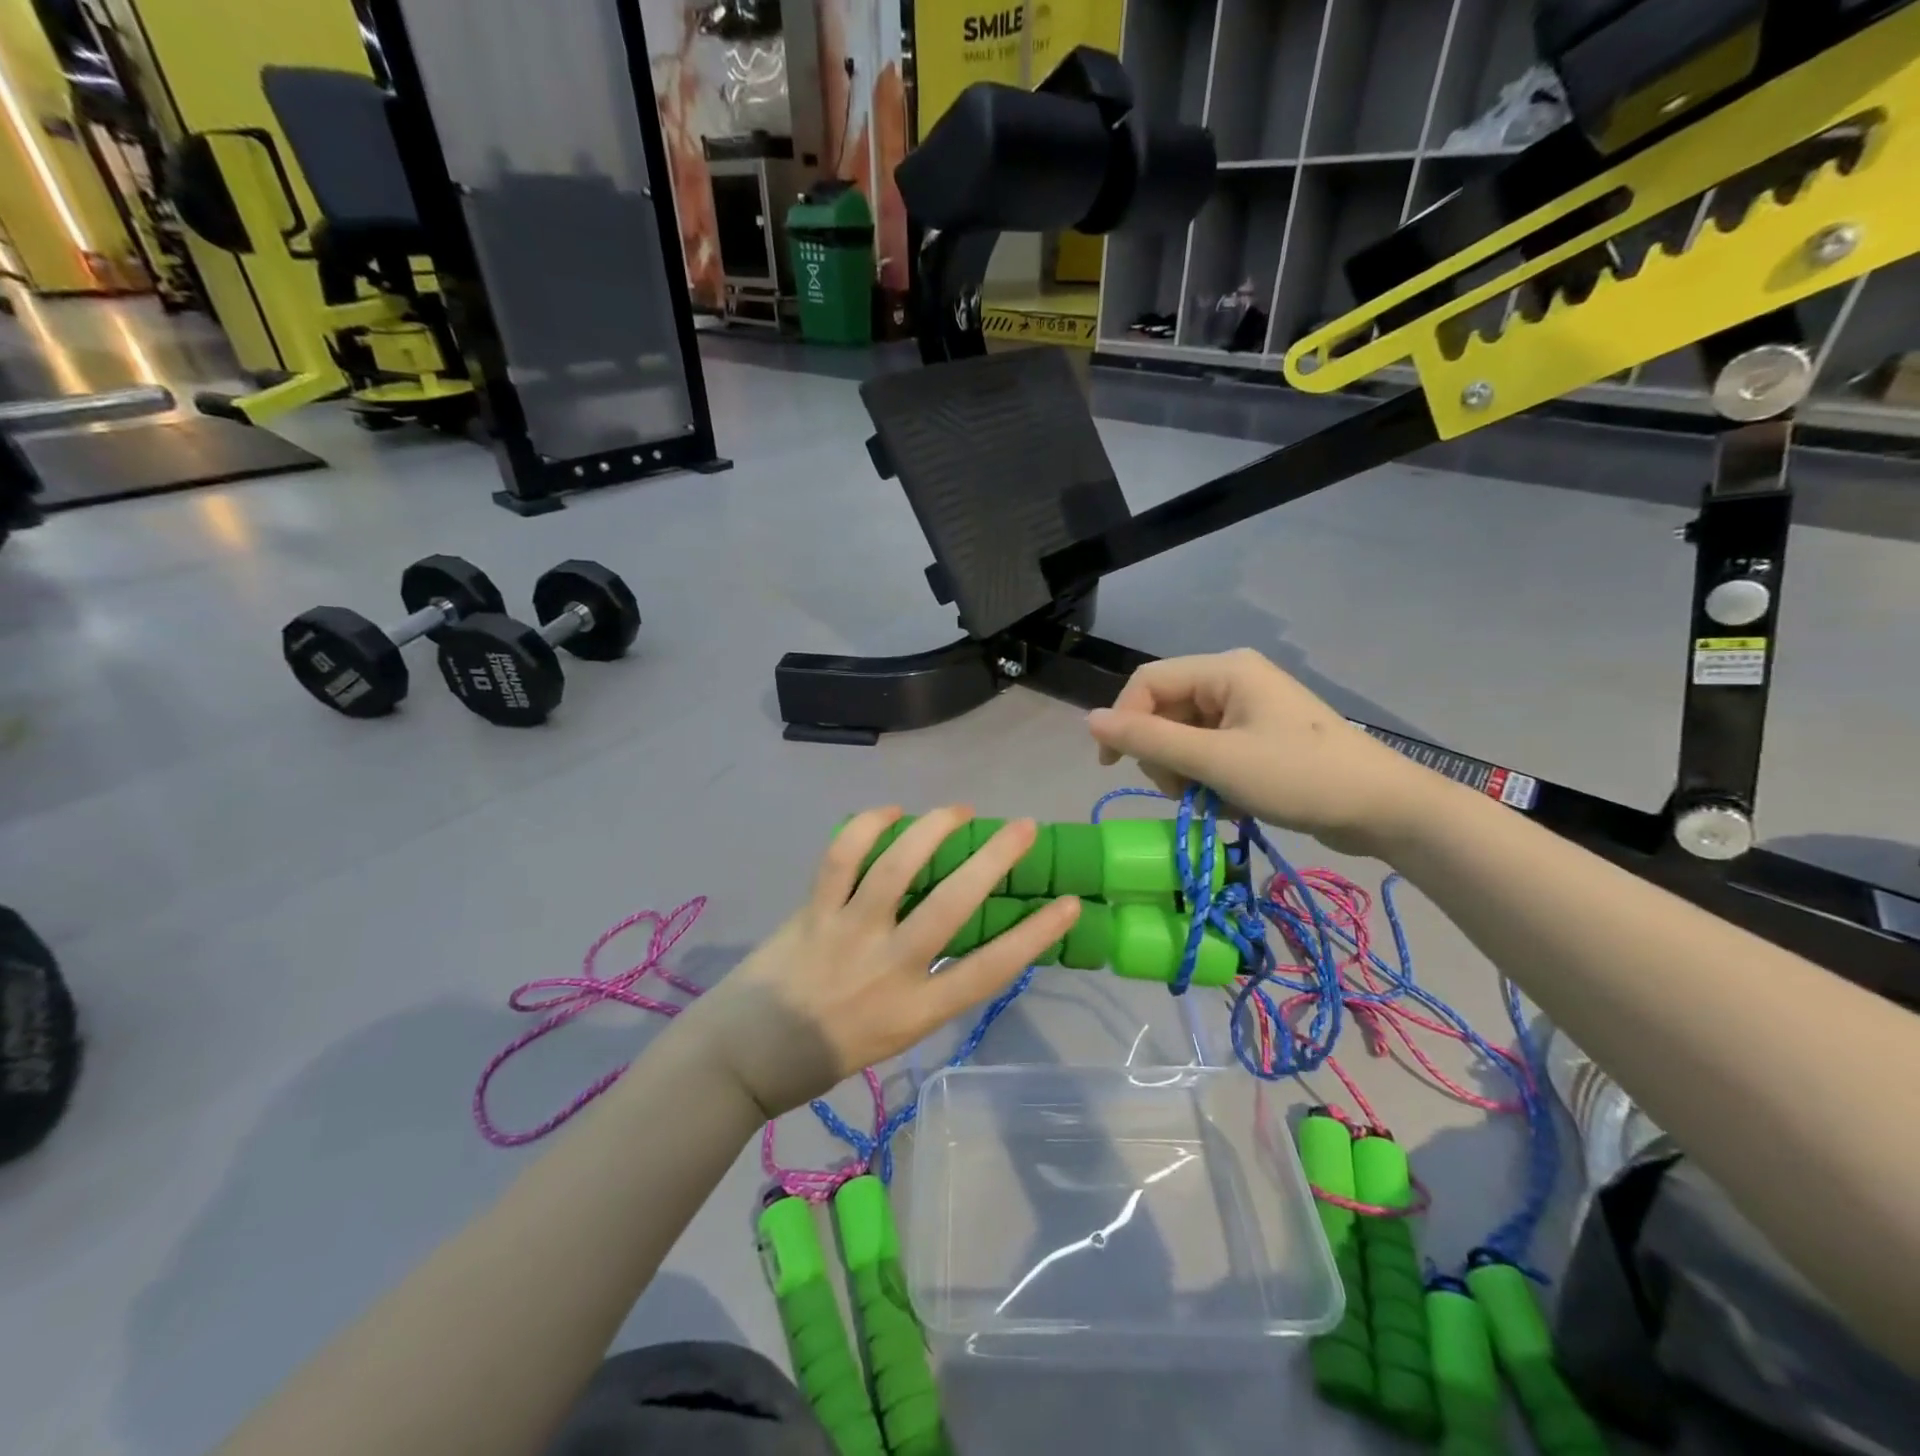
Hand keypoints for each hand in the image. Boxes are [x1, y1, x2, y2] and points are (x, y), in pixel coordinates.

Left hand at [675, 808, 1080, 1118]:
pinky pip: (842, 856)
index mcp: (915, 1010)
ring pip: (898, 867)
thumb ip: (927, 985)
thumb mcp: (894, 1032)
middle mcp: (888, 968)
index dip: (1034, 935)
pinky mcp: (812, 911)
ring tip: (959, 810)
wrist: (744, 1058)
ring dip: (934, 829)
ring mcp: (847, 934)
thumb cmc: (825, 1053)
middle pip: (953, 905)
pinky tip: (891, 812)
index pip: (990, 969)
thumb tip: (955, 929)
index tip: (1068, 904)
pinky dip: (868, 825)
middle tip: (1023, 828)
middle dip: (995, 860)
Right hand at [1085, 649, 1431, 855]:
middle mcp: (1232, 680)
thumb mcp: (1215, 761)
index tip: (1112, 767)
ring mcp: (1247, 710)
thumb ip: (1148, 739)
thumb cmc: (1298, 777)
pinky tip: (1230, 801)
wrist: (1383, 809)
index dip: (1122, 721)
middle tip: (1183, 792)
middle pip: (1164, 710)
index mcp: (1224, 670)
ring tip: (1211, 800)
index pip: (1147, 682)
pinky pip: (1209, 751)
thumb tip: (1088, 719)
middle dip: (1162, 754)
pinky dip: (1209, 779)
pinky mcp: (1258, 737)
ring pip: (1184, 736)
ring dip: (1185, 772)